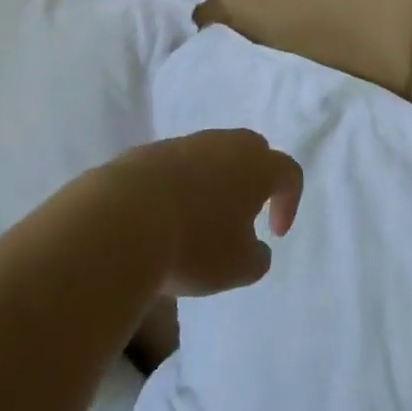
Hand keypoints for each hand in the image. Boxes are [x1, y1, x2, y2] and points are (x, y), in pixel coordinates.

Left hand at [111, 129, 304, 297]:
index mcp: (257, 165)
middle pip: (252, 151)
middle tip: (242, 215)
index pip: (289, 172)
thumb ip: (258, 257)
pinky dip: (179, 187)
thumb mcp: (239, 267)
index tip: (275, 234)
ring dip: (213, 183)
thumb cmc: (194, 245)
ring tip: (198, 222)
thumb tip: (255, 247)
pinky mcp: (150, 152)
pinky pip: (176, 166)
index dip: (289, 202)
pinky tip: (164, 218)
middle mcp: (226, 144)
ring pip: (211, 156)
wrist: (122, 221)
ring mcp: (186, 143)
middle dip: (253, 180)